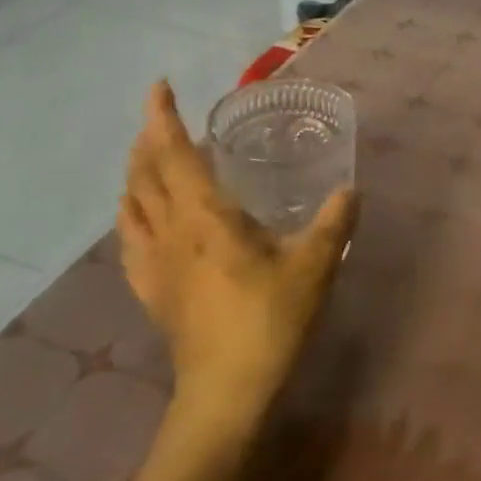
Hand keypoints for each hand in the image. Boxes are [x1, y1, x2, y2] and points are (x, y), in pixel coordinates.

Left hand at [118, 81, 358, 433]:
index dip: (162, 117)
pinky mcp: (151, 292)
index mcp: (205, 216)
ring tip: (149, 159)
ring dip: (136, 174)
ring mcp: (154, 264)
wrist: (225, 394)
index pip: (173, 153)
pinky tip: (141, 219)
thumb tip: (350, 190)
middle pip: (144, 174)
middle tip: (161, 118)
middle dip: (147, 139)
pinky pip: (130, 241)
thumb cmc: (269, 320)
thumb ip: (334, 222)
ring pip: (131, 205)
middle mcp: (171, 231)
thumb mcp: (315, 265)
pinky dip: (131, 216)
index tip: (159, 86)